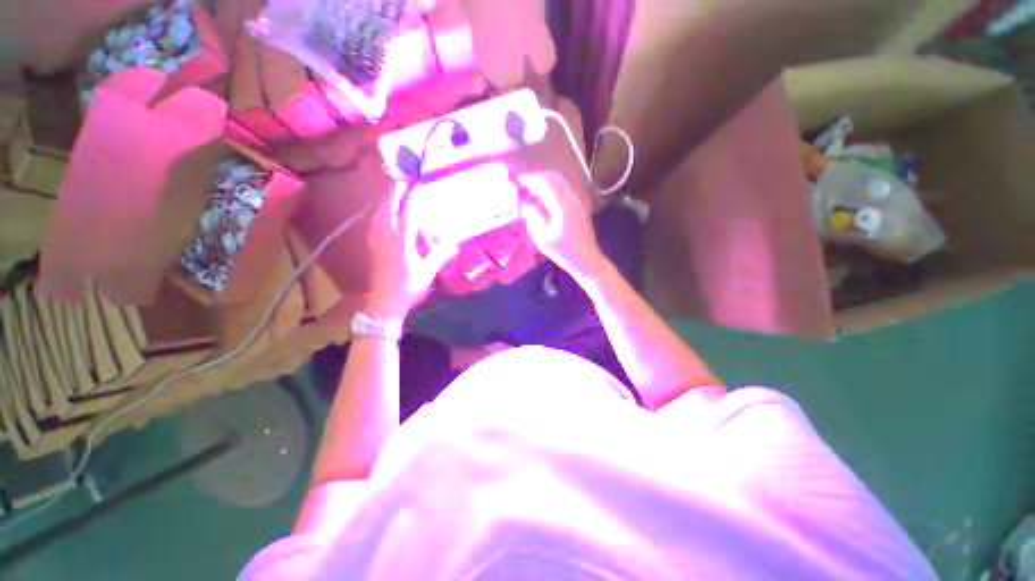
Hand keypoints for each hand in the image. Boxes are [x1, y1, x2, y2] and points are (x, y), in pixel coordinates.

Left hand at [366, 184, 458, 323]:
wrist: (384, 303)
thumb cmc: (408, 287)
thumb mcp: (427, 272)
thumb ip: (440, 255)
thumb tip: (454, 244)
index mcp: (402, 241)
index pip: (408, 212)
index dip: (414, 196)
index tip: (419, 184)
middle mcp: (387, 235)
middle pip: (389, 206)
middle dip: (396, 191)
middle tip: (405, 181)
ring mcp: (377, 239)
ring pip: (379, 212)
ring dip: (387, 200)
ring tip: (395, 192)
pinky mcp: (373, 245)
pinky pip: (375, 221)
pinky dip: (381, 211)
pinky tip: (385, 213)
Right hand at [517, 171, 606, 280]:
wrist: (587, 261)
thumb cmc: (565, 253)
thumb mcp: (544, 239)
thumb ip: (533, 219)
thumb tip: (524, 206)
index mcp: (564, 206)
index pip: (547, 182)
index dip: (531, 178)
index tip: (517, 179)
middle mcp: (572, 199)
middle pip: (555, 178)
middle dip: (537, 176)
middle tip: (522, 182)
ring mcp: (577, 202)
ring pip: (560, 183)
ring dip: (544, 182)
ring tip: (529, 188)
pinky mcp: (578, 207)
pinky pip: (564, 190)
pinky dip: (551, 189)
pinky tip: (542, 198)